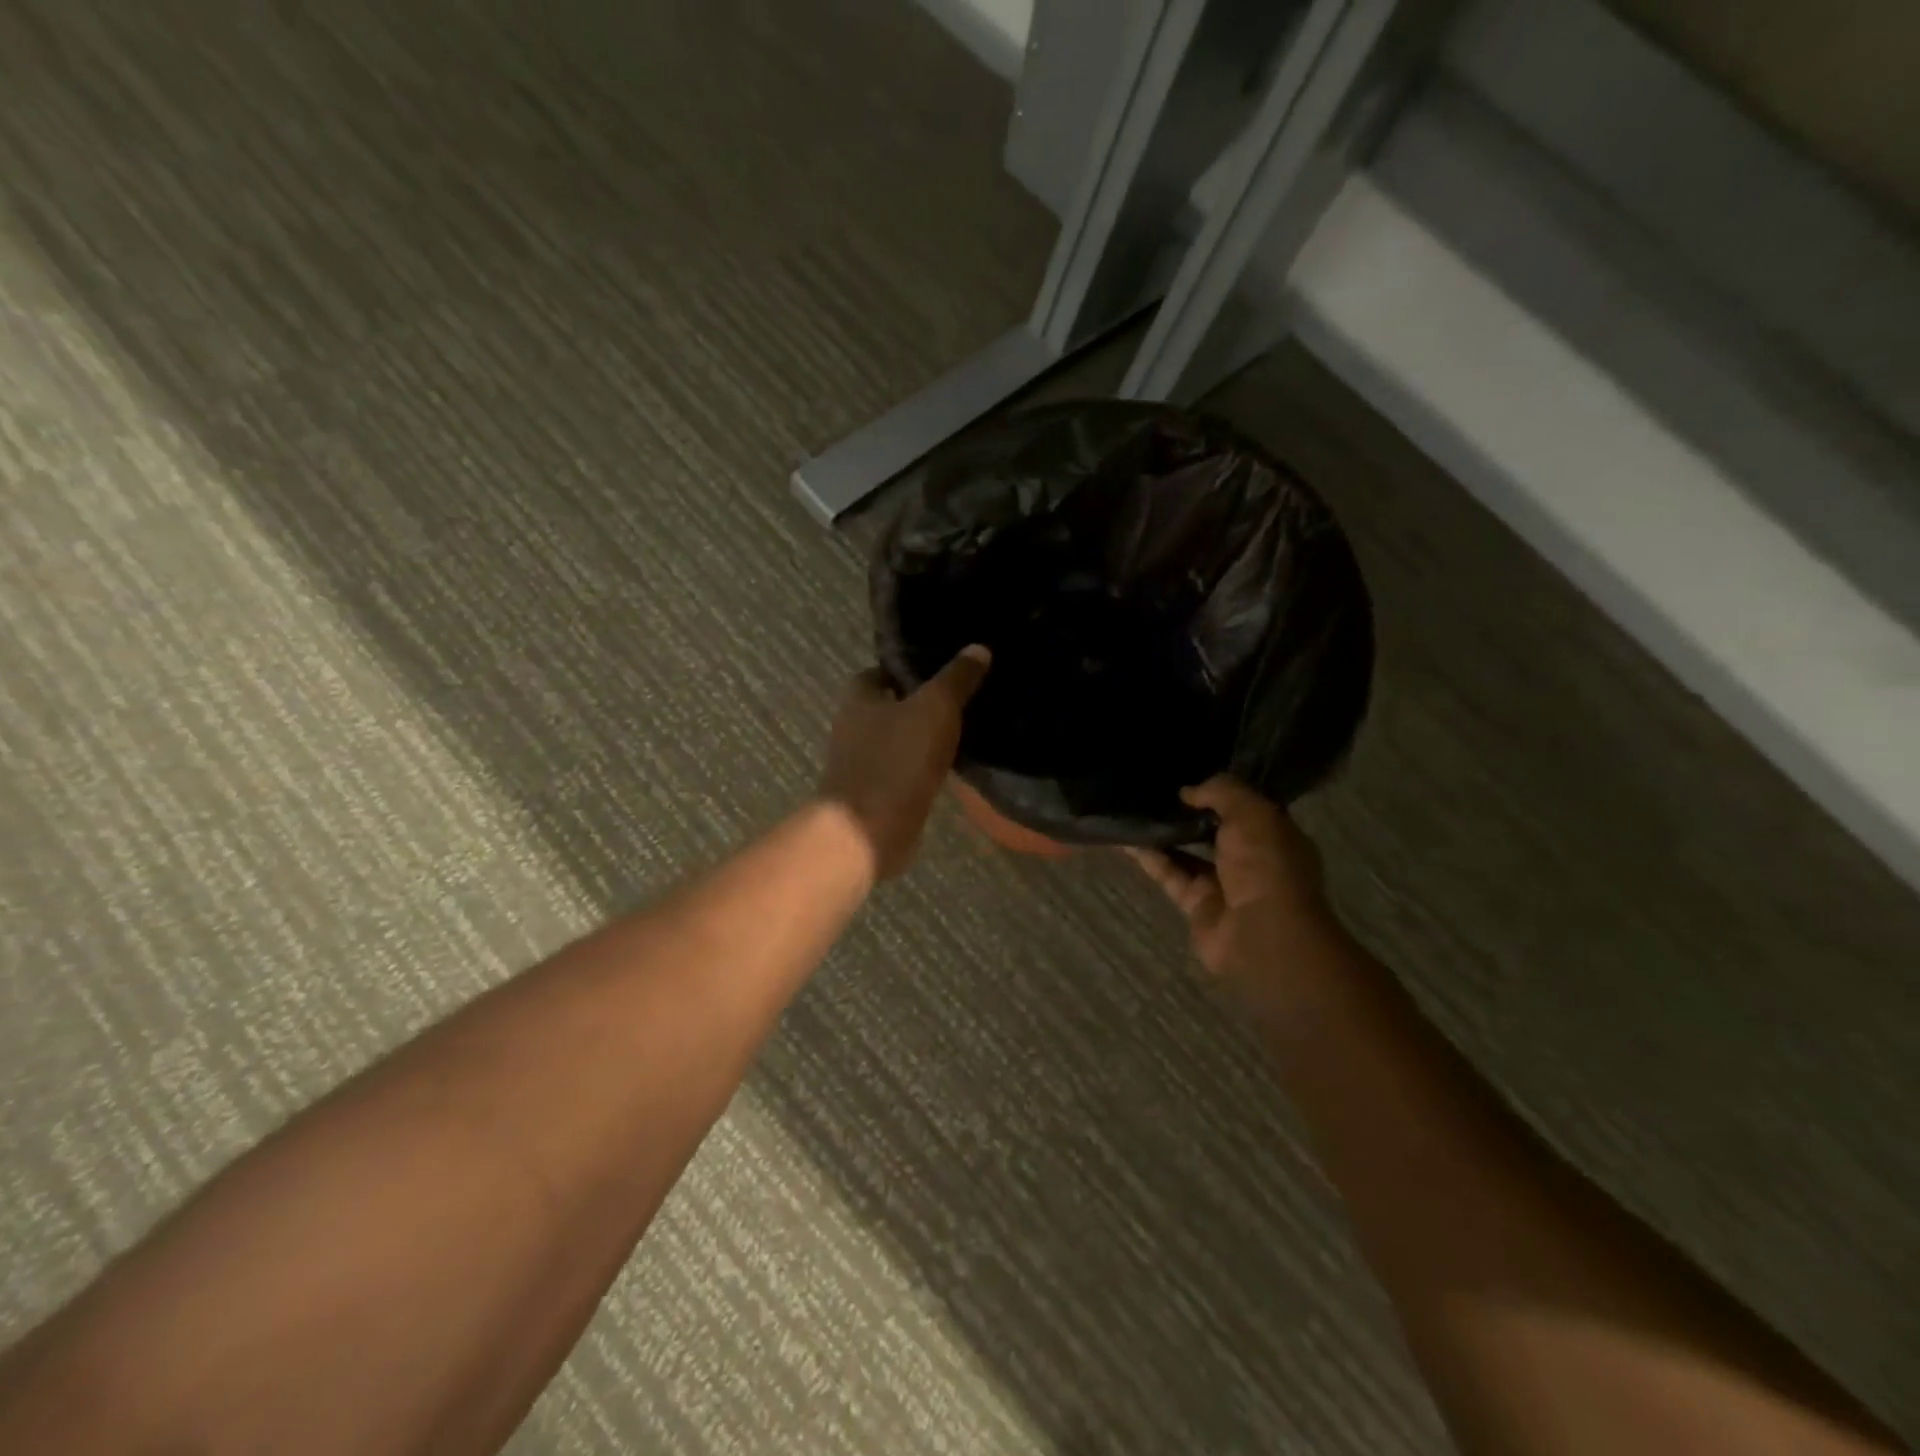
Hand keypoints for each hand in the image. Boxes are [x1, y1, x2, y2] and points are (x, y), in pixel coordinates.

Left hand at [819, 647, 990, 879]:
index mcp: (858, 700)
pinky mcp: (876, 796)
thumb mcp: (935, 708)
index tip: (939, 668)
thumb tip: (979, 648)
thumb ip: (956, 679)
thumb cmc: (897, 760)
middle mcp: (853, 729)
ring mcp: (862, 766)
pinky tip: (951, 767)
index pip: (878, 673)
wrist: (870, 832)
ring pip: (897, 742)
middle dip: (918, 704)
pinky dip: (923, 769)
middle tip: (959, 698)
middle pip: (888, 707)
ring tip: (963, 730)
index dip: (905, 669)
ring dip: (922, 738)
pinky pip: (904, 773)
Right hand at [1127, 776, 1339, 984]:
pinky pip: (1170, 874)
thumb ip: (1221, 792)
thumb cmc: (1266, 863)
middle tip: (1156, 789)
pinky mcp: (1196, 904)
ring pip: (1188, 853)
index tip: (1190, 773)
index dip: (1220, 791)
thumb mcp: (1251, 812)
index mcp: (1275, 835)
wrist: (1261, 932)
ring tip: (1134, 808)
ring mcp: (1223, 884)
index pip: (1246, 807)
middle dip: (1189, 812)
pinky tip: (1126, 839)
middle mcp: (1251, 859)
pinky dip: (1150, 858)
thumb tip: (1187, 791)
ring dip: (1164, 834)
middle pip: (1214, 830)